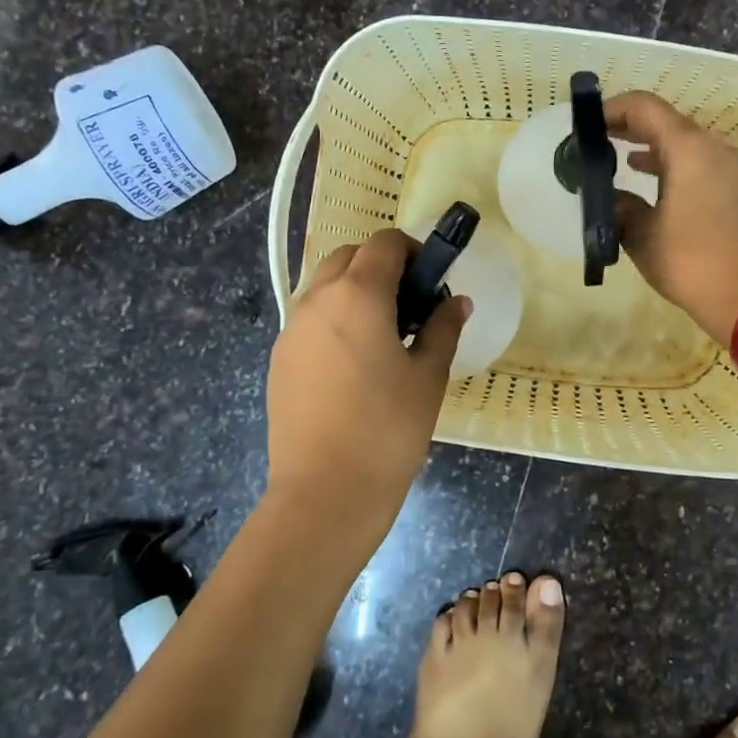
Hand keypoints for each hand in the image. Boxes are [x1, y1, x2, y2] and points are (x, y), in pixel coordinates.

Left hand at [265, 229, 468, 533]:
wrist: (325, 493)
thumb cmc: (388, 429)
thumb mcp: (428, 376)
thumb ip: (443, 328)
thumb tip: (457, 301)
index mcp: (357, 295)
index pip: (384, 244)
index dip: (413, 251)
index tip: (433, 280)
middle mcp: (317, 300)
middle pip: (349, 257)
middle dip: (381, 265)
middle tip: (411, 304)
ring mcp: (291, 330)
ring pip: (324, 286)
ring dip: (355, 290)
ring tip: (384, 334)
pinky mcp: (279, 359)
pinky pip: (310, 318)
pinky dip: (335, 318)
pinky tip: (355, 363)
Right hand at [607, 91, 737, 346]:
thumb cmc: (691, 261)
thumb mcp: (642, 235)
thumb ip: (620, 207)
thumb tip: (609, 198)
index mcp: (688, 148)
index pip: (644, 107)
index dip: (611, 109)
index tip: (584, 126)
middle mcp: (712, 147)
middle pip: (664, 121)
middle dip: (628, 127)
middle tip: (594, 140)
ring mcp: (728, 168)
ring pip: (681, 143)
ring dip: (649, 146)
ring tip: (614, 159)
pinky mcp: (735, 189)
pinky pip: (695, 163)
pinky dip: (669, 164)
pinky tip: (646, 182)